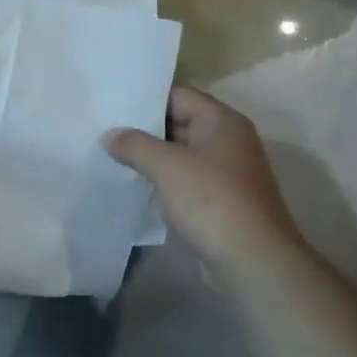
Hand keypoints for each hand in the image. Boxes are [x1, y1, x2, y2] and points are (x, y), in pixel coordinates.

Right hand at [105, 86, 303, 269]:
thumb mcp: (167, 166)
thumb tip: (110, 135)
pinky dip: (163, 179)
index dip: (145, 98)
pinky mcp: (219, 200)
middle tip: (104, 128)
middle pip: (180, 122)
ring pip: (181, 154)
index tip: (112, 102)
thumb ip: (135, 145)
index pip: (179, 95)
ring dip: (151, 156)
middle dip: (144, 128)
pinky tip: (134, 183)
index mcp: (222, 121)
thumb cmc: (212, 201)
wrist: (252, 261)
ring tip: (111, 154)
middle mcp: (227, 140)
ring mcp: (225, 172)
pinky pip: (185, 179)